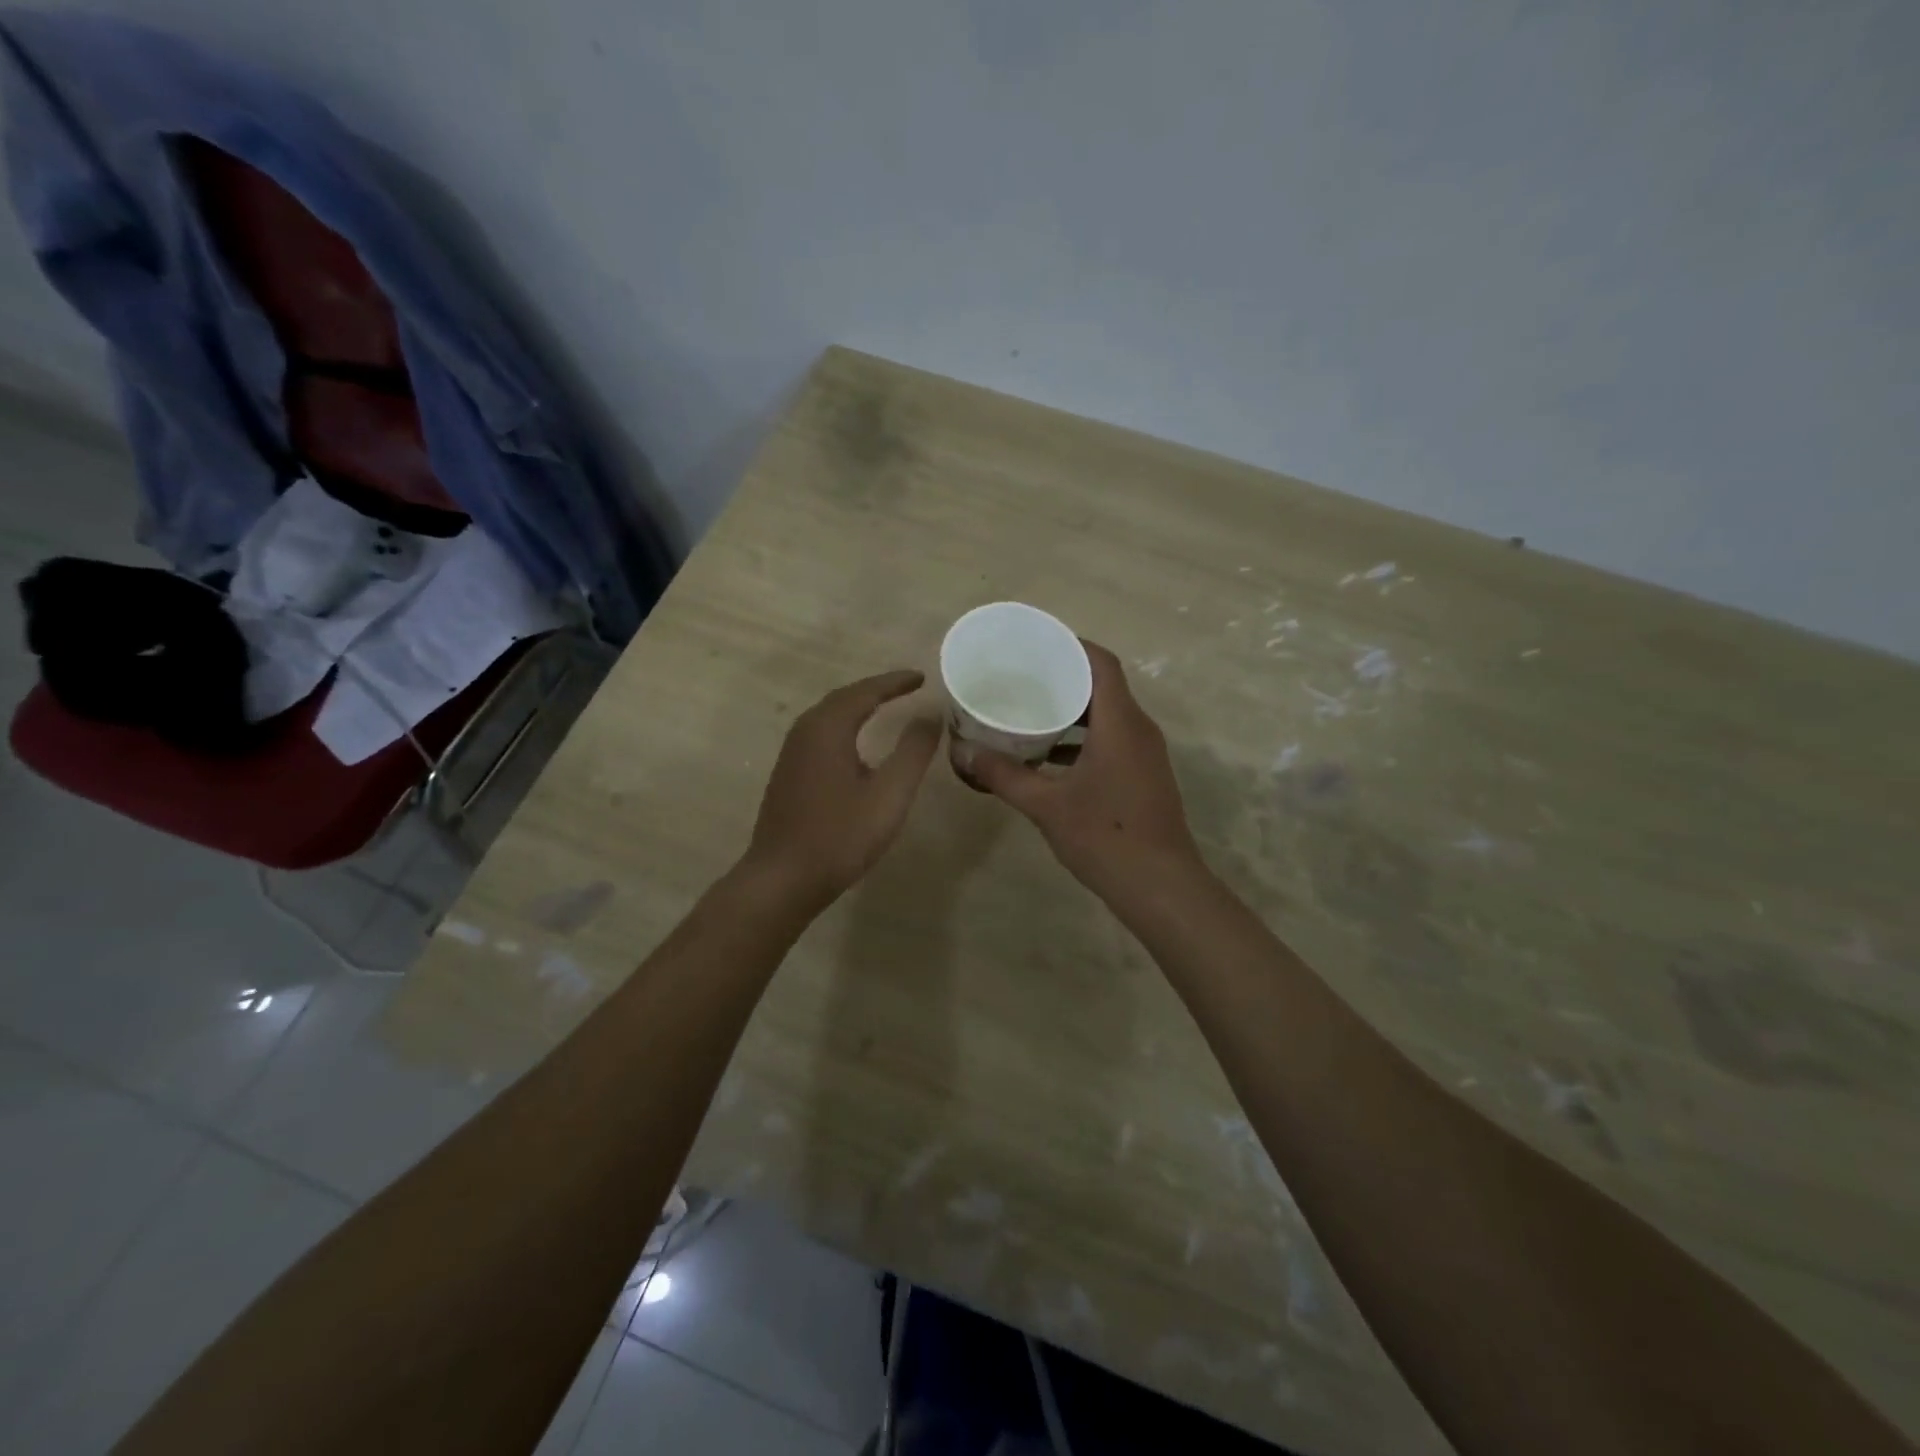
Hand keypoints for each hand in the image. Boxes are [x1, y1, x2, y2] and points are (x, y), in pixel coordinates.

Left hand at [740, 670, 941, 911]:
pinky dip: (844, 726)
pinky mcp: (788, 773)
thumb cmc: (840, 836)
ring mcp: (791, 753)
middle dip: (876, 689)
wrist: (782, 878)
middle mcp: (805, 731)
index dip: (895, 682)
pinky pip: (820, 734)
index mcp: (828, 728)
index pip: (866, 691)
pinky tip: (857, 745)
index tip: (921, 677)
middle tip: (907, 687)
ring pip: (829, 716)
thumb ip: (913, 751)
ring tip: (887, 707)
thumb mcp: (889, 794)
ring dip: (858, 706)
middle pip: (843, 698)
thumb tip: (930, 714)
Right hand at [966, 642, 1203, 899]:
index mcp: (1120, 723)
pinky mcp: (1143, 776)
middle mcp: (1138, 730)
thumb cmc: (1105, 837)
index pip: (1101, 663)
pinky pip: (1112, 740)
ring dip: (1073, 711)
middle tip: (1023, 677)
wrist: (1160, 887)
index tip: (1036, 643)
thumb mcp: (1046, 805)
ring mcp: (1145, 755)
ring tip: (1030, 711)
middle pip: (1103, 686)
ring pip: (1107, 716)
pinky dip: (1082, 739)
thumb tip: (961, 752)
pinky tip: (1049, 757)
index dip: (1071, 645)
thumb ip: (1003, 776)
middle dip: (1064, 678)